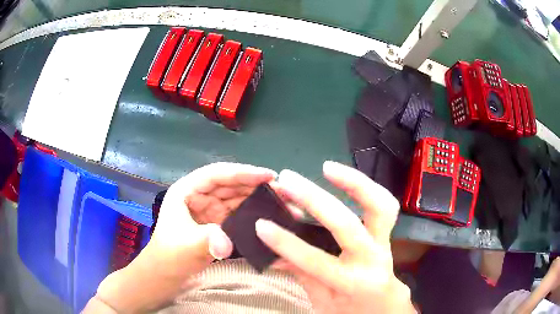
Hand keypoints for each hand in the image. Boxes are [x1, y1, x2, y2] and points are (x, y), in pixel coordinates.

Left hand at [149, 162, 275, 273]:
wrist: (167, 272)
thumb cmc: (170, 255)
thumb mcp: (186, 245)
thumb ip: (207, 240)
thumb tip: (227, 244)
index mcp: (187, 190)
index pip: (216, 174)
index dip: (242, 172)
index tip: (268, 175)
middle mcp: (199, 195)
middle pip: (230, 184)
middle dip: (254, 184)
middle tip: (282, 190)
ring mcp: (209, 208)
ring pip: (236, 197)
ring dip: (256, 197)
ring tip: (280, 201)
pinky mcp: (217, 222)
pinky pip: (237, 212)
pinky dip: (252, 212)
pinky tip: (267, 215)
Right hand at [256, 161, 415, 313]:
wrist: (383, 306)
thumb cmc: (350, 308)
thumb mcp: (322, 299)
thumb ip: (300, 273)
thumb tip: (271, 252)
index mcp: (352, 284)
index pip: (315, 261)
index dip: (286, 243)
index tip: (261, 225)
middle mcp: (372, 260)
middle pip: (347, 226)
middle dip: (315, 200)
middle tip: (288, 181)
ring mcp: (384, 243)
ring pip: (380, 206)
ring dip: (355, 183)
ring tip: (327, 168)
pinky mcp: (387, 233)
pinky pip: (385, 204)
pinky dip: (367, 187)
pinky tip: (345, 177)